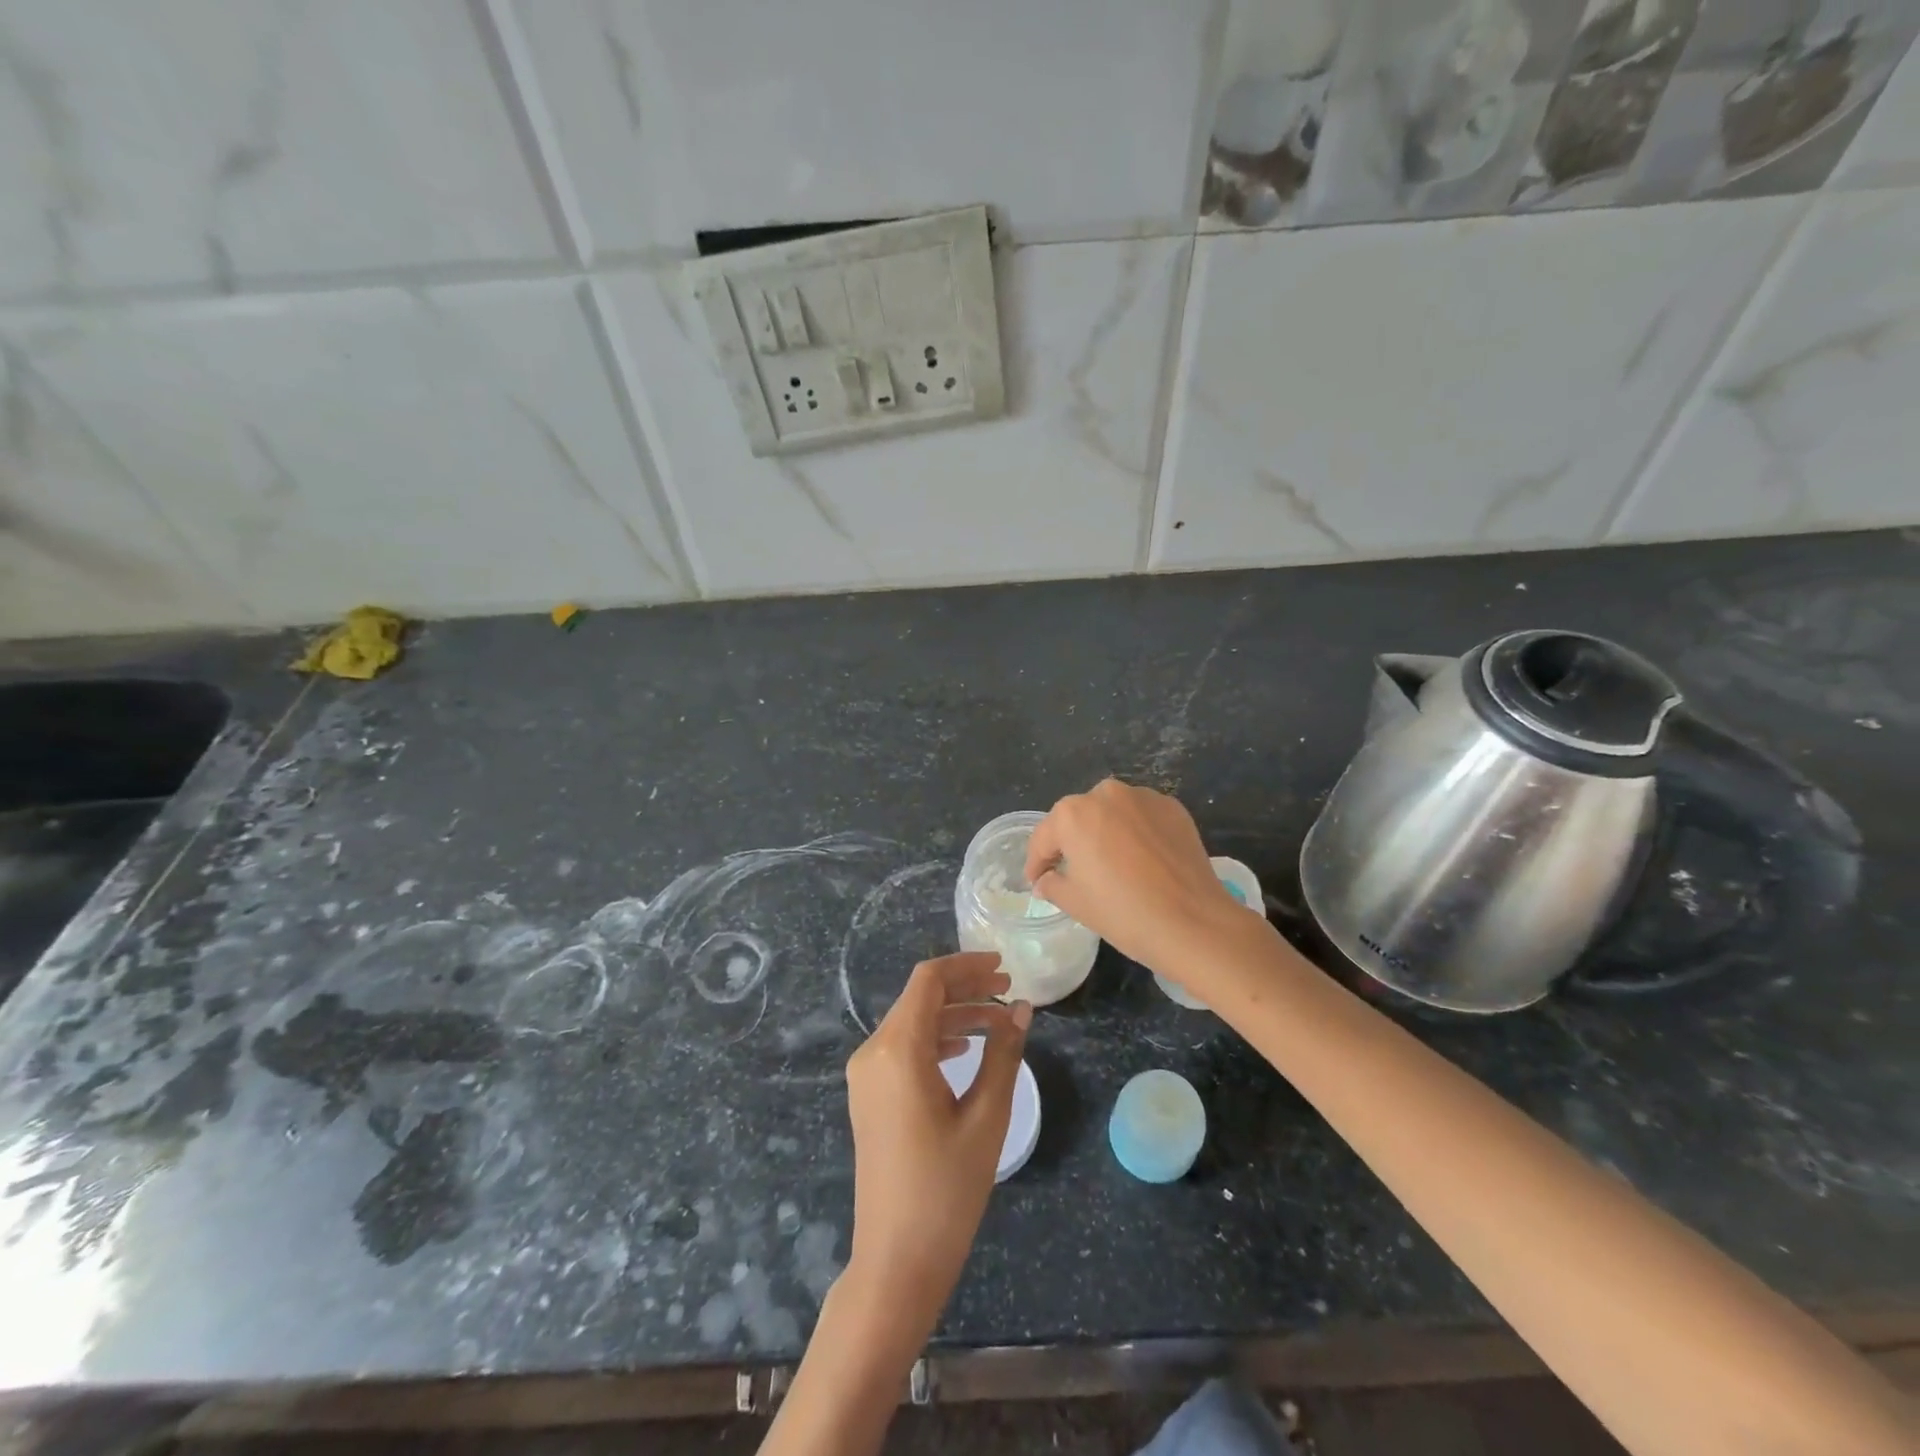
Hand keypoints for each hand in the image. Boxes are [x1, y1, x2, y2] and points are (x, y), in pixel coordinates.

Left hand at [844, 952, 1031, 1336]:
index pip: (928, 980)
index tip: (1004, 966)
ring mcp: (866, 1074)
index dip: (966, 965)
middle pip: (919, 997)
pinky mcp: (869, 1094)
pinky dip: (936, 1038)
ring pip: (912, 1021)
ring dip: (954, 1014)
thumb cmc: (946, 1189)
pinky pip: (903, 1047)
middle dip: (965, 988)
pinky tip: (967, 1049)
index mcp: (897, 1050)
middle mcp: (873, 1052)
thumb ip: (1004, 1054)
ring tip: (999, 1022)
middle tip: (1010, 991)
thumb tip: (1023, 1008)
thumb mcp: (986, 1117)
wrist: (896, 1259)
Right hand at [1025, 778, 1250, 978]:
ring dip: (1106, 832)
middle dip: (1072, 842)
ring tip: (1112, 864)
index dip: (1037, 862)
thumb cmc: (1123, 913)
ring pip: (1113, 813)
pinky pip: (1142, 817)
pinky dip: (1136, 833)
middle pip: (1079, 818)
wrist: (1194, 922)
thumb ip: (1053, 884)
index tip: (1037, 881)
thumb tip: (1047, 880)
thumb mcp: (1076, 903)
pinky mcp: (1173, 808)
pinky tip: (1142, 860)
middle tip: (1074, 872)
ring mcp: (1143, 797)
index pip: (1044, 837)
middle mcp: (1106, 794)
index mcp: (1073, 814)